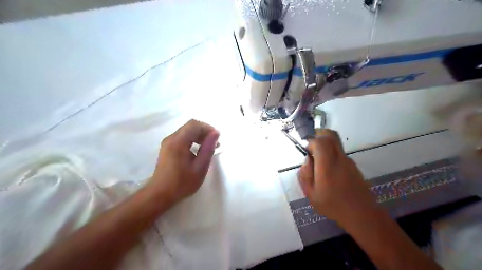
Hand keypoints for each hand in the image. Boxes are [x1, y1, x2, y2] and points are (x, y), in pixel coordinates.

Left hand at [149, 120, 219, 206]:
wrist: (160, 194)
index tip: (217, 139)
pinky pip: (182, 138)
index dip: (208, 128)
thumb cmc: (182, 182)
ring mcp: (168, 143)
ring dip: (199, 136)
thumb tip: (216, 133)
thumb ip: (208, 148)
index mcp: (178, 141)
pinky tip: (198, 151)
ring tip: (208, 147)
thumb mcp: (200, 167)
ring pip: (186, 131)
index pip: (195, 124)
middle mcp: (171, 138)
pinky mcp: (167, 148)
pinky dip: (192, 140)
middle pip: (190, 126)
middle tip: (215, 144)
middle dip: (204, 132)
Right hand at [298, 130, 380, 226]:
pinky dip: (331, 154)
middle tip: (311, 147)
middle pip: (331, 135)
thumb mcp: (311, 194)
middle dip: (319, 135)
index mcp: (328, 165)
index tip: (307, 152)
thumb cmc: (333, 205)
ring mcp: (348, 161)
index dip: (311, 141)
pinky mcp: (353, 165)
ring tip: (319, 164)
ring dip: (325, 146)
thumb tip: (307, 160)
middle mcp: (339, 158)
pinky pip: (339, 152)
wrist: (361, 214)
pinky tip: (329, 172)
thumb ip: (305, 174)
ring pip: (335, 143)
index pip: (321, 141)